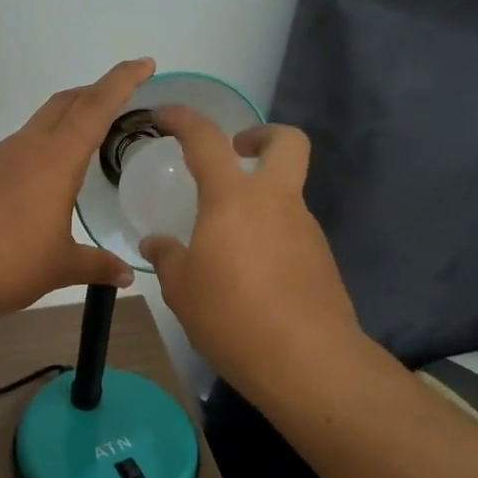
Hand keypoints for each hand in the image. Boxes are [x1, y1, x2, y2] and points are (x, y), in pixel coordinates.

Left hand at [0, 59, 153, 321]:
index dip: (122, 80)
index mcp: (55, 160)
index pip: (96, 107)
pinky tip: (39, 183)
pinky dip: (39, 149)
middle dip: (95, 92)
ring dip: (65, 121)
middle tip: (120, 100)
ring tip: (84, 145)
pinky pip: (15, 149)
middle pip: (65, 103)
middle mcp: (25, 148)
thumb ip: (96, 266)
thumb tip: (126, 276)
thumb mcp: (60, 267)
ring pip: (37, 125)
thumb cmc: (6, 264)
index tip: (144, 63)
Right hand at [140, 107, 360, 409]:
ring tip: (226, 238)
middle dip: (261, 135)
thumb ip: (168, 257)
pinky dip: (270, 234)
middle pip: (287, 142)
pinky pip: (292, 230)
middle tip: (235, 152)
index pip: (207, 139)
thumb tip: (156, 242)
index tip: (164, 115)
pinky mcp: (321, 259)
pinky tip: (250, 272)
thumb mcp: (181, 289)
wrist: (307, 362)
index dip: (184, 119)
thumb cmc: (232, 316)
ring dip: (261, 197)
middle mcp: (276, 202)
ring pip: (288, 191)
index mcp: (233, 199)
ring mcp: (305, 229)